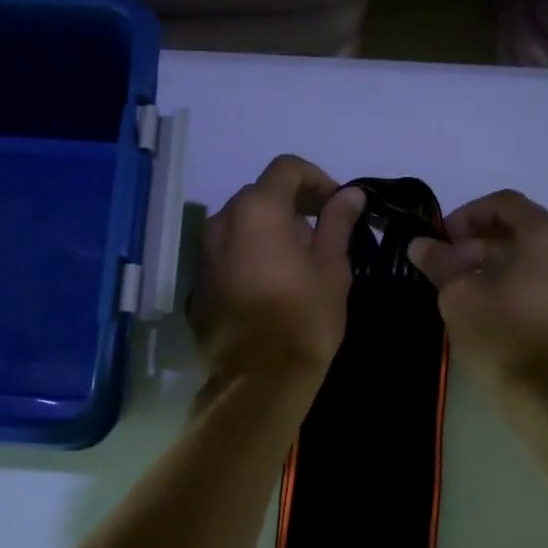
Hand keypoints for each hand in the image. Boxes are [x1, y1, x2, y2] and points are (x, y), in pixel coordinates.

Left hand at [189, 156, 365, 392]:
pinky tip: (269, 284)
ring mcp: (204, 252)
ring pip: (240, 224)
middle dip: (291, 205)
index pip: (286, 168)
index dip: (316, 179)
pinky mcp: (197, 281)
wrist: (258, 379)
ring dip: (268, 230)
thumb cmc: (304, 318)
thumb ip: (337, 223)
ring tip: (295, 262)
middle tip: (320, 235)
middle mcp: (222, 221)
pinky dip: (248, 254)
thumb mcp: (332, 268)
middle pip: (260, 194)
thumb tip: (349, 194)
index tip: (336, 205)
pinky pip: (226, 252)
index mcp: (257, 210)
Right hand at [407, 191, 547, 399]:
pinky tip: (493, 308)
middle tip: (448, 267)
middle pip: (522, 229)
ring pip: (536, 257)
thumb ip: (440, 262)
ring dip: (498, 263)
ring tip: (465, 289)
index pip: (504, 204)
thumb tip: (420, 244)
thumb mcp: (459, 297)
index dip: (466, 216)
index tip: (441, 241)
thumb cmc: (504, 339)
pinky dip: (520, 283)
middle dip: (479, 243)